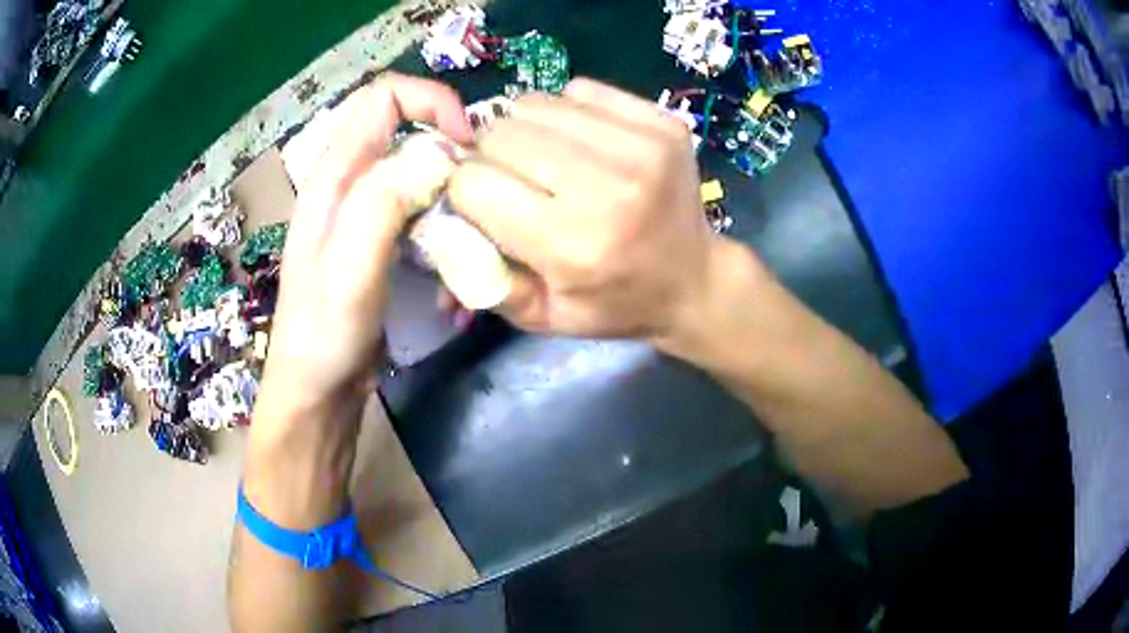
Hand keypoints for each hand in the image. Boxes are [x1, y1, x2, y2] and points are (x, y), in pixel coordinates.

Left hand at [260, 73, 472, 410]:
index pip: (385, 97)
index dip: (432, 102)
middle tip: (478, 197)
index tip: (466, 146)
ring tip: (470, 242)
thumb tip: (437, 152)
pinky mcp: (381, 240)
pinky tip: (454, 270)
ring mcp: (366, 212)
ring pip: (422, 173)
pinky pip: (424, 211)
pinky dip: (447, 229)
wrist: (317, 391)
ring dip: (453, 198)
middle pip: (409, 129)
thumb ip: (381, 205)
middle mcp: (350, 182)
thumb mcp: (348, 272)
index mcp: (335, 174)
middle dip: (451, 152)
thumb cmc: (324, 335)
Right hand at [448, 78, 720, 340]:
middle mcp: (607, 187)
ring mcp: (642, 146)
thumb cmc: (613, 304)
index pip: (473, 182)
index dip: (468, 191)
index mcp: (571, 244)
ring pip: (533, 104)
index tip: (485, 203)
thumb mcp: (540, 316)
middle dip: (493, 157)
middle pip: (500, 134)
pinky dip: (567, 113)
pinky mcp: (662, 122)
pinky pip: (579, 90)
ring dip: (527, 131)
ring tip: (549, 161)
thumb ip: (479, 275)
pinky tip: (583, 144)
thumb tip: (434, 222)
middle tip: (517, 180)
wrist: (694, 281)